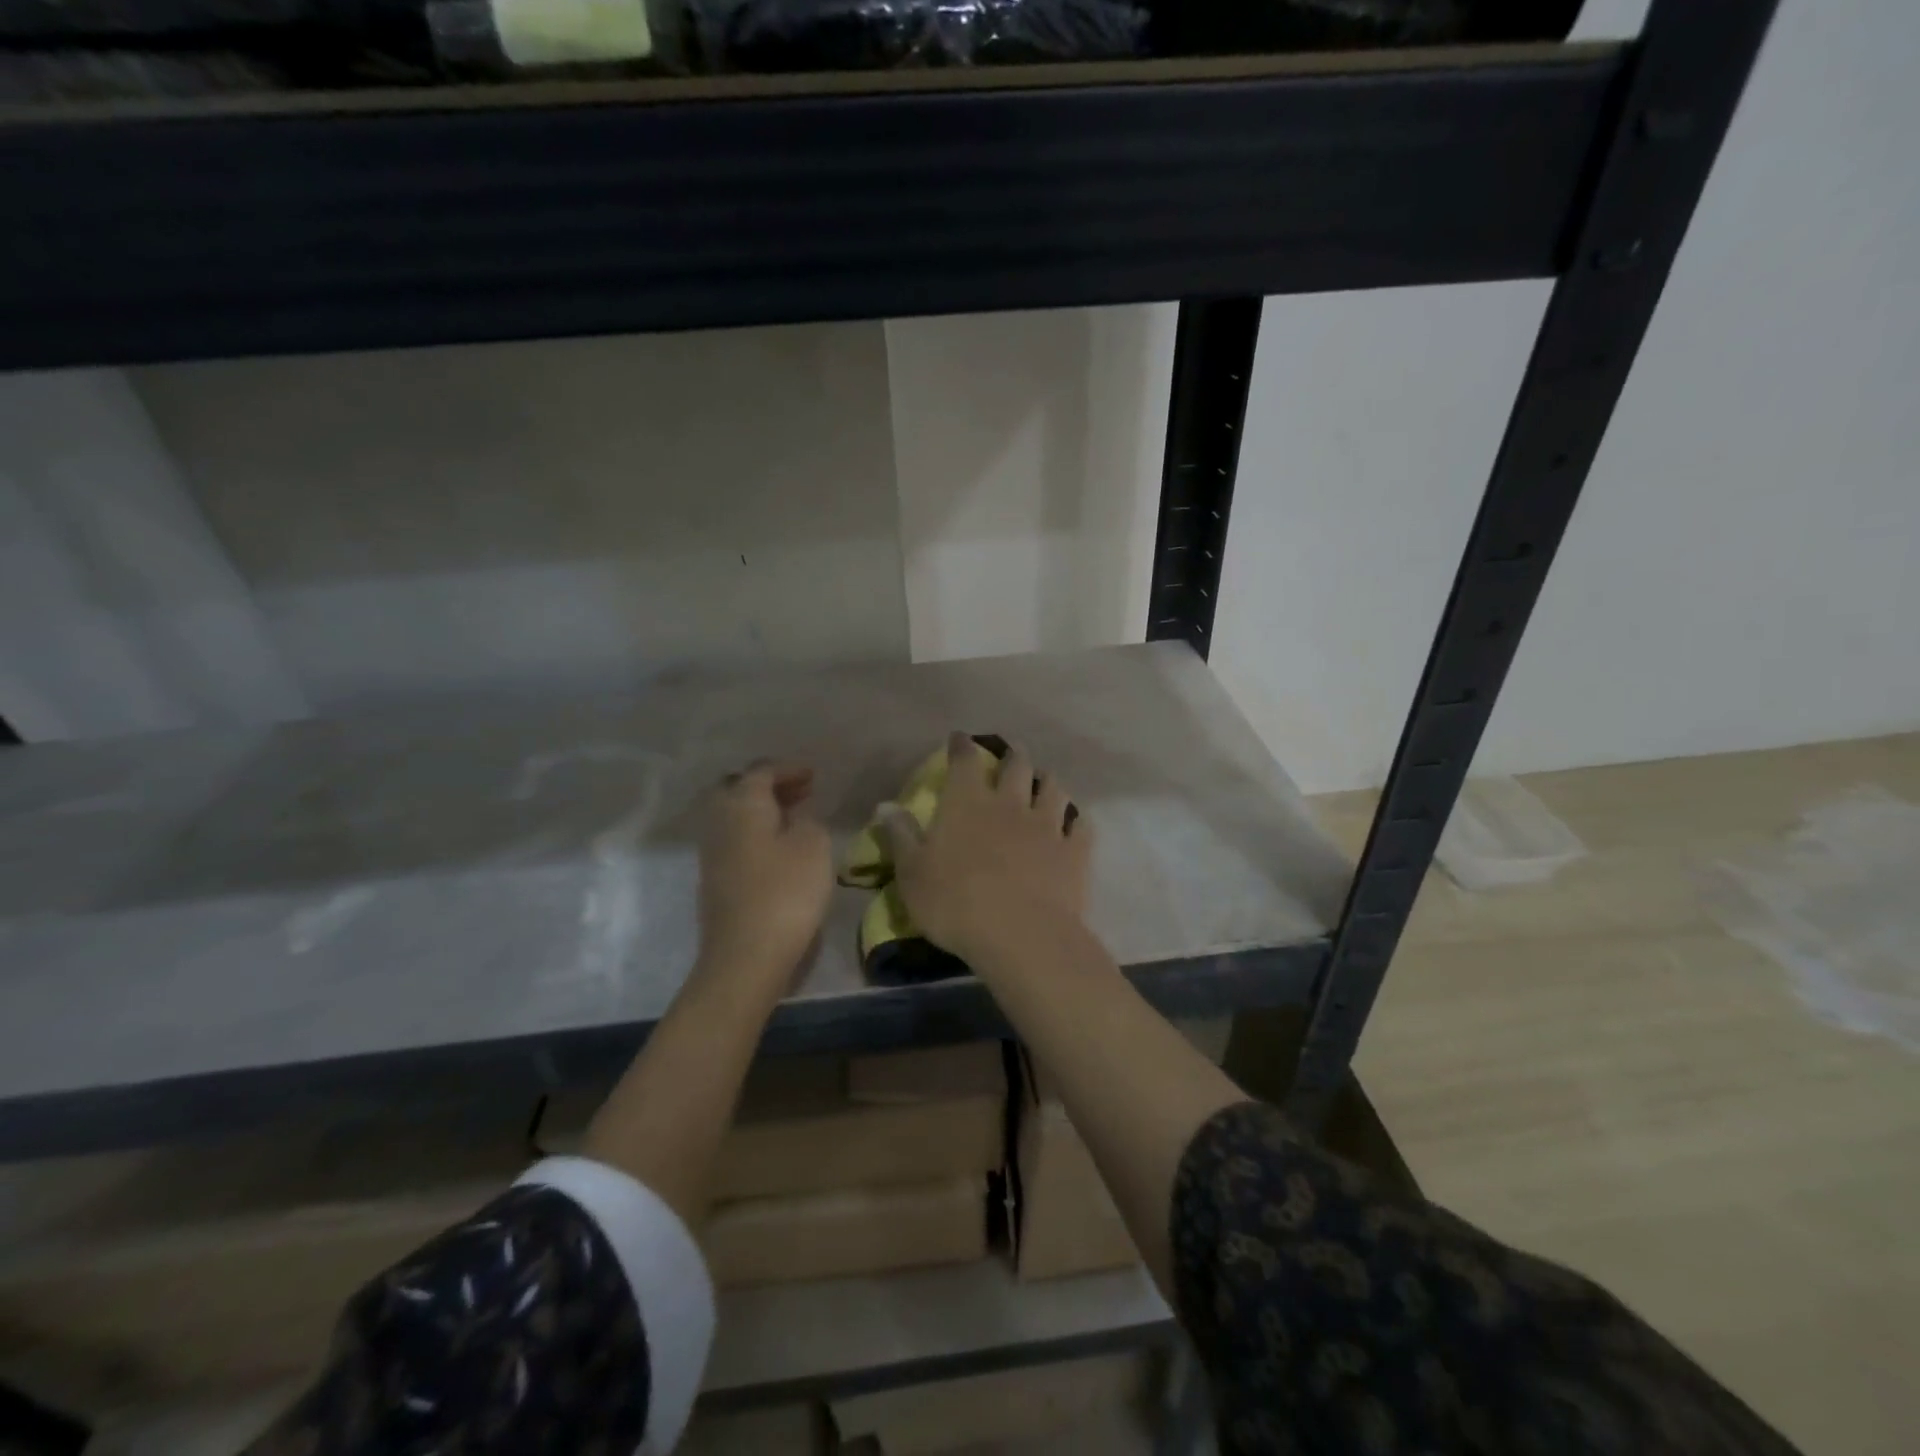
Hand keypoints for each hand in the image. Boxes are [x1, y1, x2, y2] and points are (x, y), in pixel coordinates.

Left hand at [696, 761, 832, 993]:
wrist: (745, 956)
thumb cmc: (786, 893)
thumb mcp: (814, 846)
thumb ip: (809, 821)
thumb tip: (797, 817)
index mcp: (742, 803)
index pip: (762, 771)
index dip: (789, 769)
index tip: (814, 775)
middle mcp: (719, 821)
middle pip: (738, 789)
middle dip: (769, 786)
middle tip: (801, 793)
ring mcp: (712, 852)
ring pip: (734, 816)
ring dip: (762, 811)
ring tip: (794, 819)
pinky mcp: (714, 880)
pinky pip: (734, 840)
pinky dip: (756, 833)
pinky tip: (779, 849)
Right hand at [880, 734, 1090, 963]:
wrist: (1021, 935)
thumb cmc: (955, 903)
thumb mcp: (912, 874)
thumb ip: (900, 836)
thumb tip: (885, 806)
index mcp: (967, 803)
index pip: (964, 761)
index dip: (962, 747)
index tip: (960, 739)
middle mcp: (1010, 803)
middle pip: (1017, 766)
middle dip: (1013, 756)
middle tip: (1012, 755)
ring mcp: (1047, 825)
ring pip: (1053, 789)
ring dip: (1047, 781)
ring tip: (1044, 782)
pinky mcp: (1074, 852)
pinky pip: (1081, 826)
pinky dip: (1076, 820)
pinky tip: (1075, 823)